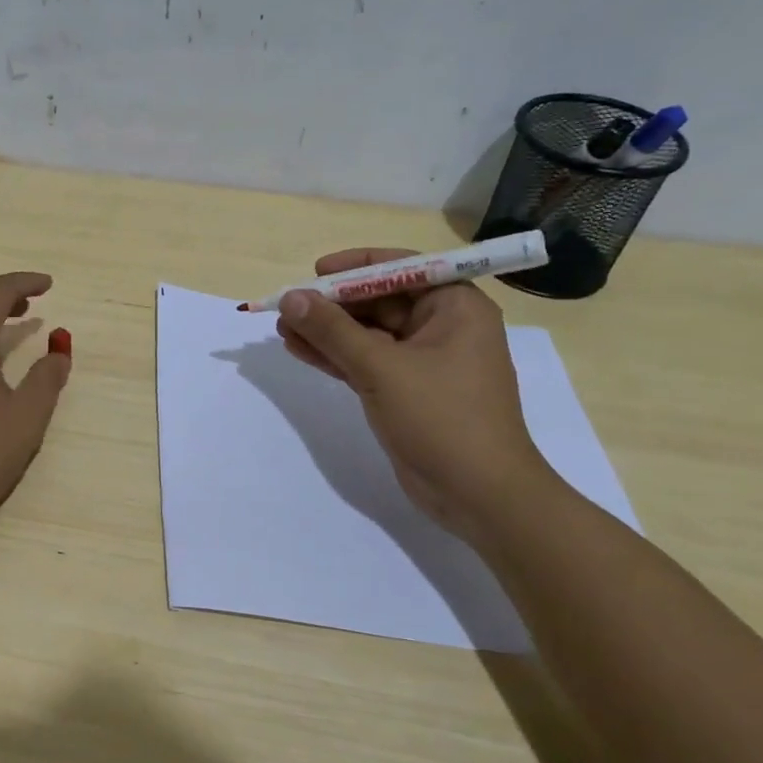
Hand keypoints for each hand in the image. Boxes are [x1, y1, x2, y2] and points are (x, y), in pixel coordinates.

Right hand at [274, 248, 554, 537]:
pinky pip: (365, 361)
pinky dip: (334, 356)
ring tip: (281, 328)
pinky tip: (298, 349)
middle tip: (287, 306)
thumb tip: (291, 297)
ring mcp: (423, 361)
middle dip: (332, 304)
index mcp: (455, 307)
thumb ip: (333, 331)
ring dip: (326, 331)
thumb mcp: (382, 368)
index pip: (401, 269)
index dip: (356, 266)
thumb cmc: (443, 418)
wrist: (480, 496)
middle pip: (379, 301)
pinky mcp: (406, 390)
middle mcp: (442, 327)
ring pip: (367, 333)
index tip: (316, 272)